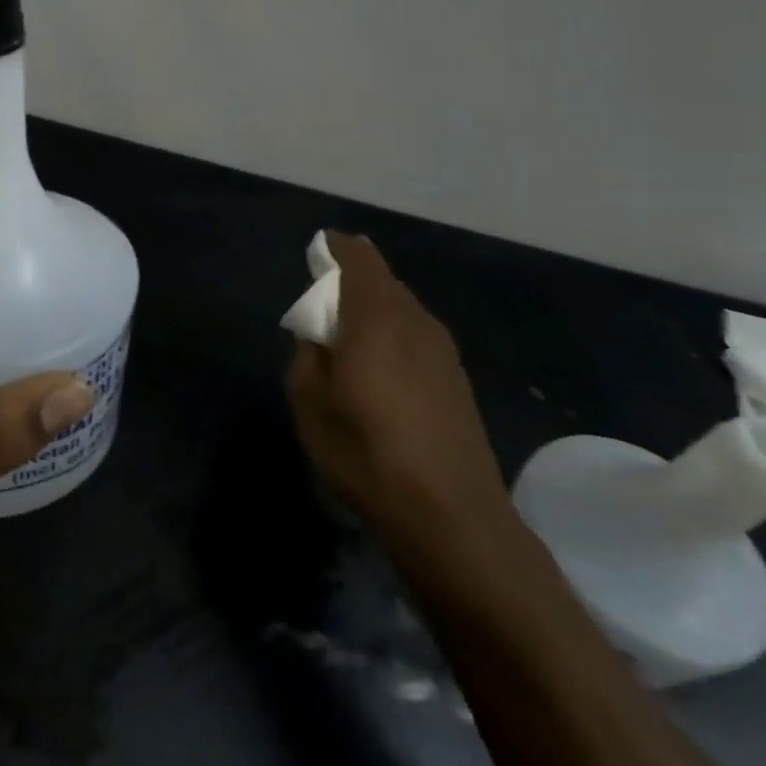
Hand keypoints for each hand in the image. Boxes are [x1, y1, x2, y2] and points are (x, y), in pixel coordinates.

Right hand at [286, 233, 510, 546]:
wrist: (451, 517)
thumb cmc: (366, 452)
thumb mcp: (310, 402)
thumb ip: (308, 354)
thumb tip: (318, 335)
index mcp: (376, 318)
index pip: (359, 259)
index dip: (336, 248)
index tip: (316, 250)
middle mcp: (416, 322)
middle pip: (382, 282)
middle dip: (352, 282)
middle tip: (322, 305)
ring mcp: (444, 351)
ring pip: (402, 309)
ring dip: (373, 311)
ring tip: (347, 340)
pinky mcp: (457, 379)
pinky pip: (416, 336)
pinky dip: (392, 336)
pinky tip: (378, 370)